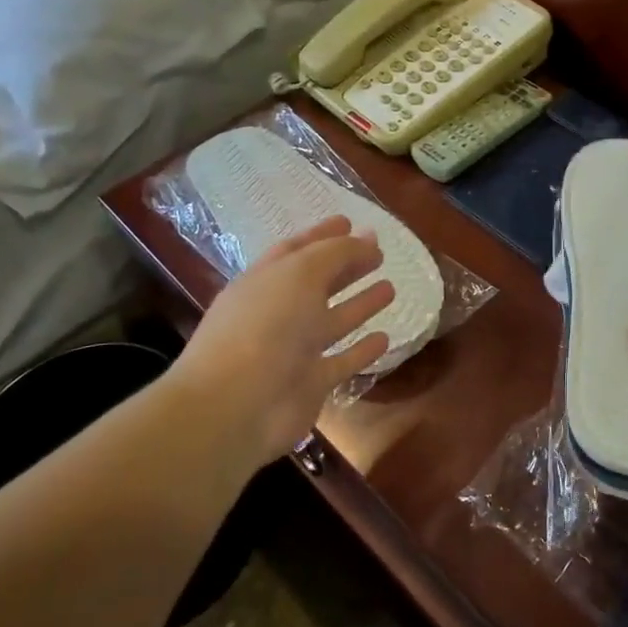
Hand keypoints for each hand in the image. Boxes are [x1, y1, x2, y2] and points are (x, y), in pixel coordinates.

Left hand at [166, 216, 393, 477]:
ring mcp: (295, 350)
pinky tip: (385, 337)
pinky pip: (342, 361)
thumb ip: (336, 253)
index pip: (297, 250)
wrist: (237, 405)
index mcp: (266, 280)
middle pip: (318, 283)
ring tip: (391, 287)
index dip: (323, 234)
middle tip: (379, 251)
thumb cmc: (265, 326)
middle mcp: (279, 312)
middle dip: (346, 265)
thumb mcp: (300, 273)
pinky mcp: (311, 383)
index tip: (350, 221)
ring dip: (360, 304)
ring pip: (334, 321)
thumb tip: (365, 240)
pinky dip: (362, 350)